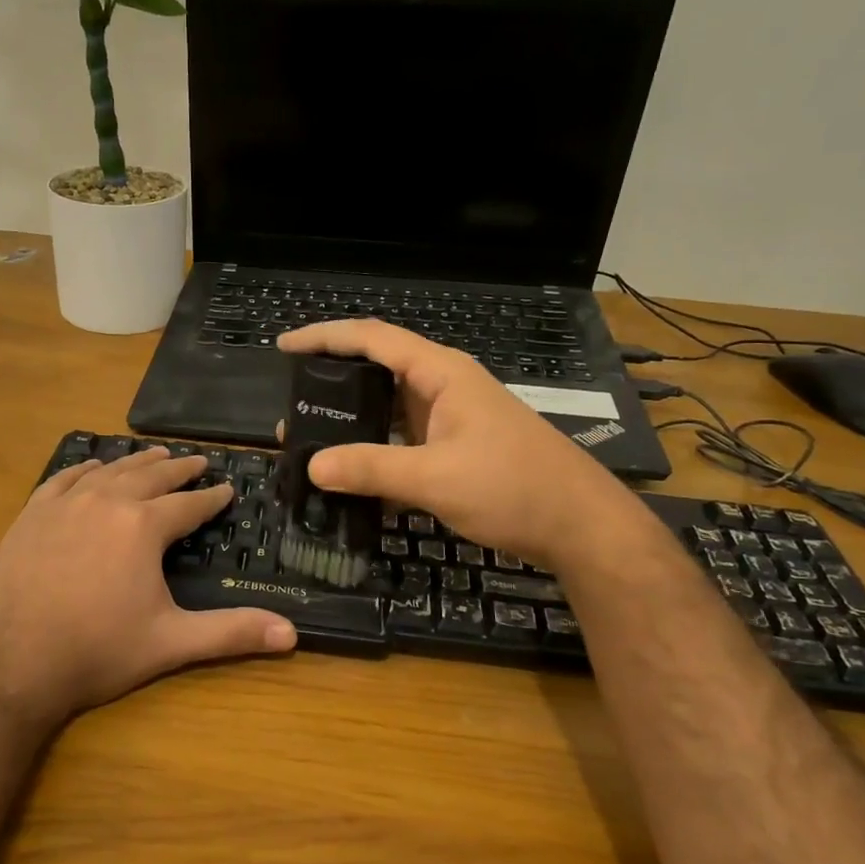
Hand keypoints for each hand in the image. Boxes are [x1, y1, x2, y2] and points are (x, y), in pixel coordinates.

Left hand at [0, 447, 296, 723]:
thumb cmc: (98, 652)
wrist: (11, 664)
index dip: (212, 497)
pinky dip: (85, 469)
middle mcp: (107, 501)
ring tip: (156, 455)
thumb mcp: (171, 642)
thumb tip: (292, 634)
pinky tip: (92, 468)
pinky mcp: (32, 514)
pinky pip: (64, 478)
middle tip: (197, 461)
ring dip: (137, 462)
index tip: (228, 488)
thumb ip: (231, 632)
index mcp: (144, 526)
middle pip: (151, 476)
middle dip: (179, 469)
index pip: (189, 505)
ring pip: (110, 471)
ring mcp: (65, 504)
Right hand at [278, 320, 630, 565]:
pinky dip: (375, 450)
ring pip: (388, 408)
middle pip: (376, 369)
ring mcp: (451, 417)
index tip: (283, 346)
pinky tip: (351, 475)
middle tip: (291, 407)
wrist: (581, 526)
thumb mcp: (435, 477)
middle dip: (331, 383)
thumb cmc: (513, 487)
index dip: (324, 337)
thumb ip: (371, 468)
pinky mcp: (455, 447)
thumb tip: (311, 467)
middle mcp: (443, 386)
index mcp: (440, 373)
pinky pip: (403, 439)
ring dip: (351, 421)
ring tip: (310, 440)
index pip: (371, 338)